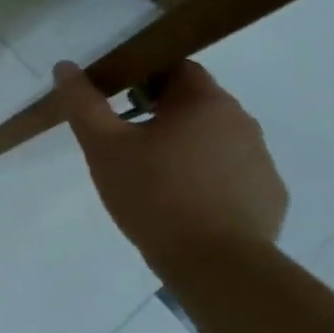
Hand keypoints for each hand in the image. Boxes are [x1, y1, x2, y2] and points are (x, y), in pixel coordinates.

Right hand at [52, 60, 287, 277]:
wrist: (215, 266)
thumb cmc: (154, 195)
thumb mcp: (104, 147)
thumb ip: (83, 103)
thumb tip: (65, 67)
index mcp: (205, 101)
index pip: (175, 67)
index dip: (143, 77)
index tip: (116, 101)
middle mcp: (241, 121)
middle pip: (194, 103)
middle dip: (160, 114)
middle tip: (126, 143)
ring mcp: (261, 160)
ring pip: (213, 139)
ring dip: (184, 147)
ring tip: (152, 178)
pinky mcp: (268, 196)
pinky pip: (232, 174)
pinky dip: (207, 179)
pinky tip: (184, 205)